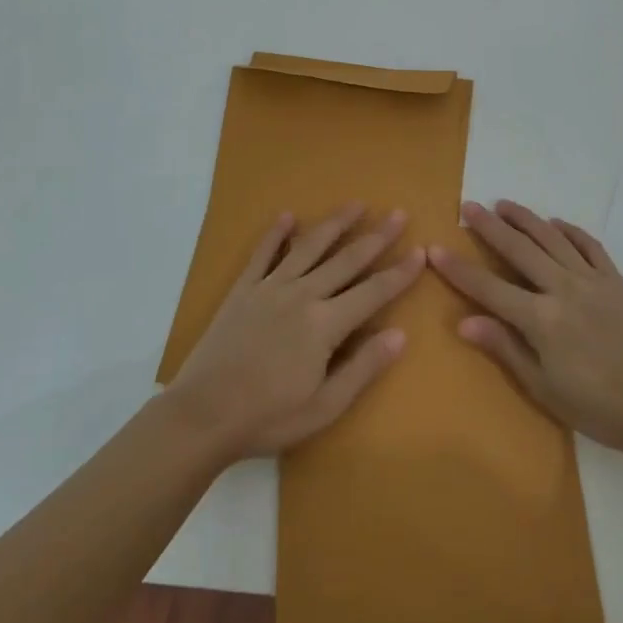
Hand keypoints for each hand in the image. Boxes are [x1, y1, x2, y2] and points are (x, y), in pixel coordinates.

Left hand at [168, 204, 424, 458]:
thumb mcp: (324, 407)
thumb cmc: (268, 418)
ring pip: (309, 247)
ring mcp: (270, 288)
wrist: (202, 414)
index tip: (420, 252)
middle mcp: (302, 295)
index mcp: (325, 325)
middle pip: (346, 260)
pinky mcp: (243, 290)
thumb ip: (363, 368)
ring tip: (356, 204)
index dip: (399, 273)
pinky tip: (287, 216)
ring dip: (335, 224)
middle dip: (376, 237)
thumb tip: (400, 335)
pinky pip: (263, 254)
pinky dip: (275, 233)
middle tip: (398, 214)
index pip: (373, 292)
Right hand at [430, 200, 622, 458]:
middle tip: (468, 206)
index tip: (435, 248)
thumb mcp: (545, 389)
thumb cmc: (599, 407)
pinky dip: (570, 230)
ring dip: (526, 218)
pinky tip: (556, 223)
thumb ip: (505, 348)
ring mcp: (593, 280)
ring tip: (503, 204)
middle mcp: (563, 289)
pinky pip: (589, 245)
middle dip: (490, 227)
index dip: (459, 269)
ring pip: (551, 238)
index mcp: (542, 320)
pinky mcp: (616, 280)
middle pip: (519, 249)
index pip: (489, 287)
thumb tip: (464, 321)